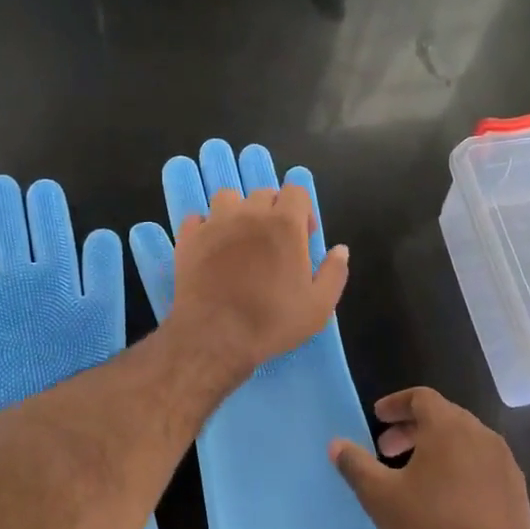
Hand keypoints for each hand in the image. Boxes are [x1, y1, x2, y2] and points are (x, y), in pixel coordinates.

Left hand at [169, 181, 349, 374]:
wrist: (214, 337)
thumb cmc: (271, 321)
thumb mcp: (319, 306)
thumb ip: (334, 272)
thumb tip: (340, 249)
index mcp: (284, 224)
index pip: (296, 191)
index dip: (303, 210)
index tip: (303, 236)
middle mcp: (249, 214)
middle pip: (263, 193)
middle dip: (273, 210)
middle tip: (273, 243)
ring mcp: (215, 223)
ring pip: (228, 198)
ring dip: (238, 211)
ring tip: (240, 238)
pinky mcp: (189, 238)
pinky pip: (197, 218)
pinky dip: (206, 227)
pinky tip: (211, 247)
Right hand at [329, 387, 529, 528]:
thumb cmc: (431, 526)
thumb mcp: (380, 496)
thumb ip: (356, 465)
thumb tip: (336, 445)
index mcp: (448, 426)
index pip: (420, 397)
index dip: (396, 404)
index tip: (378, 418)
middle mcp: (480, 434)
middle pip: (442, 417)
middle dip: (411, 429)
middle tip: (387, 450)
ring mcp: (503, 462)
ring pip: (464, 441)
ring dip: (436, 449)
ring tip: (414, 475)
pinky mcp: (516, 490)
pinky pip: (482, 465)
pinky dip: (459, 467)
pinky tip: (446, 498)